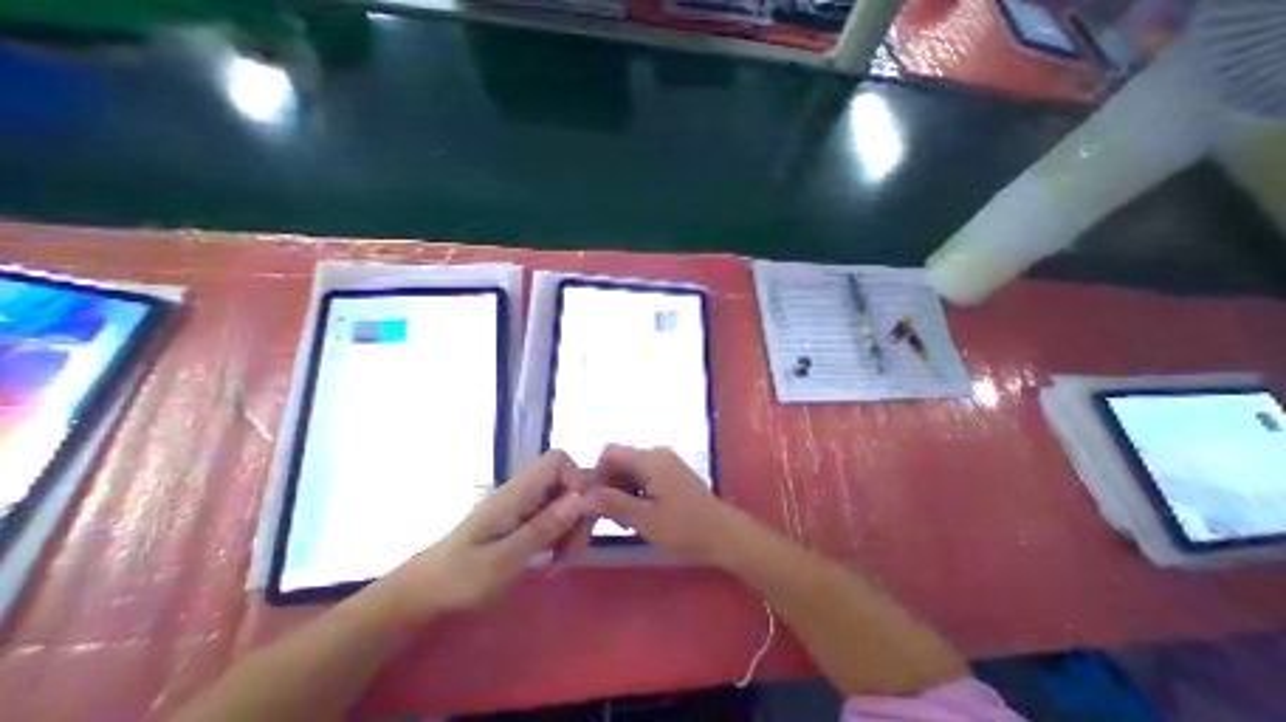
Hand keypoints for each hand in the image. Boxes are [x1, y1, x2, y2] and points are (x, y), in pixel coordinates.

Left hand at [374, 449, 588, 622]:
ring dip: (573, 527)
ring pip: (566, 500)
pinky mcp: (525, 519)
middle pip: (568, 481)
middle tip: (571, 550)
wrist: (425, 592)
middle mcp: (525, 492)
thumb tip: (579, 498)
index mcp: (517, 492)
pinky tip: (553, 558)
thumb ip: (541, 529)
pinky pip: (556, 516)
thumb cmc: (459, 578)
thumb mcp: (502, 561)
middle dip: (580, 512)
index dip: (576, 480)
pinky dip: (563, 535)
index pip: (558, 460)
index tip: (577, 517)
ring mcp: (525, 505)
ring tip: (561, 559)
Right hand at [586, 441, 739, 567]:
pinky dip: (635, 492)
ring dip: (622, 491)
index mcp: (650, 459)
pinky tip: (640, 514)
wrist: (723, 534)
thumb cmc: (684, 528)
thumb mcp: (645, 519)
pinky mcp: (671, 473)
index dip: (597, 475)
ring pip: (630, 470)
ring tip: (626, 521)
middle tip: (611, 517)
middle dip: (609, 486)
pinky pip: (644, 475)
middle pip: (620, 461)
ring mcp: (666, 462)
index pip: (610, 453)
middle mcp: (657, 453)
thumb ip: (612, 504)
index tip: (596, 502)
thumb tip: (582, 497)